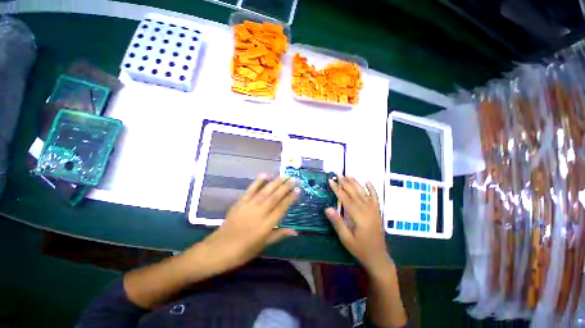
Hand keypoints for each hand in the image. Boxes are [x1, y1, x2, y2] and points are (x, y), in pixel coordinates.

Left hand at [197, 174, 298, 273]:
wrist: (219, 249)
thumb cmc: (243, 251)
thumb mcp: (263, 245)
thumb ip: (279, 235)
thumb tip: (296, 231)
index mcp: (266, 225)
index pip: (282, 208)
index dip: (290, 198)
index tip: (298, 190)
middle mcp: (259, 213)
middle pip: (275, 197)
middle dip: (285, 187)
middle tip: (294, 179)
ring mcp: (249, 206)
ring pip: (265, 191)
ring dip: (275, 182)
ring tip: (284, 176)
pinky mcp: (240, 202)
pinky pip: (251, 190)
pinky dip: (258, 182)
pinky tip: (265, 175)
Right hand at [326, 177, 392, 276]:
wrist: (378, 257)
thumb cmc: (360, 249)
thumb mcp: (346, 239)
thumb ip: (337, 222)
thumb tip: (327, 208)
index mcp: (359, 217)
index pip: (346, 198)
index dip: (337, 189)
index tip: (331, 180)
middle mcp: (367, 211)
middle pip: (355, 193)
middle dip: (346, 183)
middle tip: (338, 174)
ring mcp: (374, 210)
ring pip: (364, 193)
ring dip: (356, 183)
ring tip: (348, 175)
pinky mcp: (377, 212)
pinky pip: (375, 198)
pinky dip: (372, 189)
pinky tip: (368, 182)